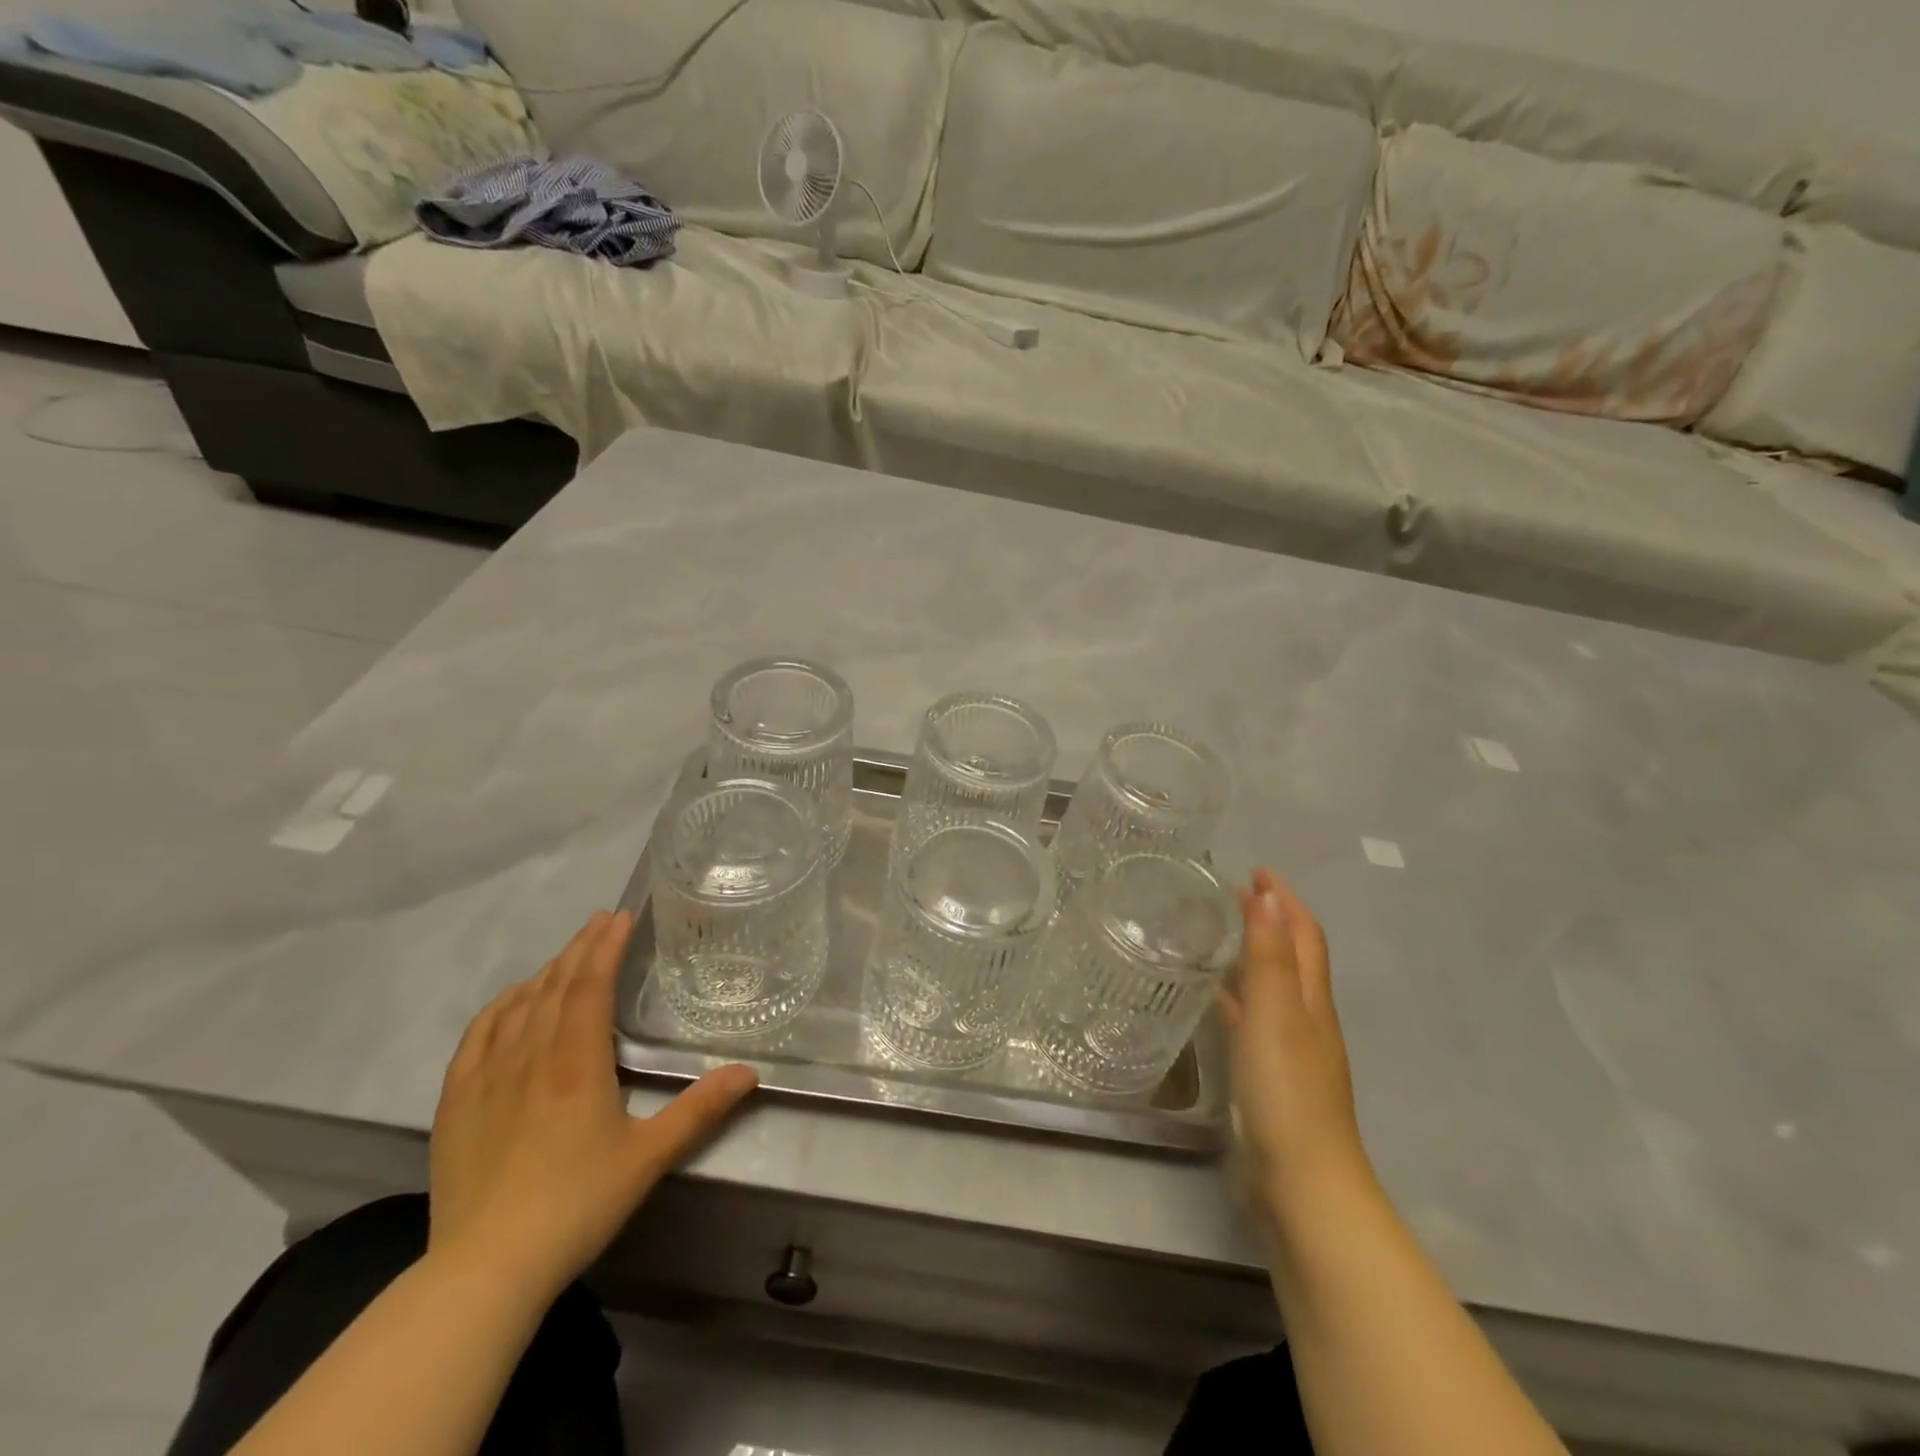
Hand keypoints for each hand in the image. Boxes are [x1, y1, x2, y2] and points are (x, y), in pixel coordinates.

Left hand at [429, 910, 757, 1297]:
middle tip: (601, 920)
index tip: (621, 917)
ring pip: (518, 1006)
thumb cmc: (576, 1205)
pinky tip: (509, 1000)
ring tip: (567, 955)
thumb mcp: (649, 1157)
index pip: (590, 986)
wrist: (485, 1269)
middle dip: (581, 948)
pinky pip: (477, 1037)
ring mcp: (487, 1078)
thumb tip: (750, 1072)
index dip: (606, 947)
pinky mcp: (456, 1104)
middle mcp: (530, 1057)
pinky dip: (497, 1008)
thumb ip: (701, 1109)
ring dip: (545, 972)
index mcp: (577, 1062)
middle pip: (555, 986)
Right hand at [1222, 869, 1372, 1224]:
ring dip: (1253, 956)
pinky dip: (1237, 998)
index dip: (1285, 900)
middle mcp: (1306, 1019)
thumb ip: (1270, 955)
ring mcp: (1288, 1050)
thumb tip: (1269, 895)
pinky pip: (1252, 1020)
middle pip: (1293, 957)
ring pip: (1272, 988)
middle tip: (1230, 896)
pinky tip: (1213, 999)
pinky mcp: (1267, 1076)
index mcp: (1312, 1000)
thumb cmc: (1286, 1089)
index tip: (1257, 870)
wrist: (1299, 1182)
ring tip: (1216, 935)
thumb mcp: (1276, 1013)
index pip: (1304, 935)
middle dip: (1270, 920)